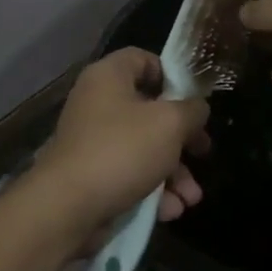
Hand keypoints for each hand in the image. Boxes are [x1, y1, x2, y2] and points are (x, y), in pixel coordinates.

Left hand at [26, 48, 208, 238]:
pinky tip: (171, 210)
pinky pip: (129, 175)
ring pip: (143, 148)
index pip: (143, 59)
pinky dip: (151, 191)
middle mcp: (97, 103)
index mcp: (109, 76)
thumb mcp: (169, 123)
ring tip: (191, 198)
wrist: (68, 208)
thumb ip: (191, 110)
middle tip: (203, 152)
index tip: (193, 100)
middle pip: (149, 110)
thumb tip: (197, 108)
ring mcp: (93, 141)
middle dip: (182, 138)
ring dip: (173, 172)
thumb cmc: (122, 150)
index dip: (172, 75)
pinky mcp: (92, 175)